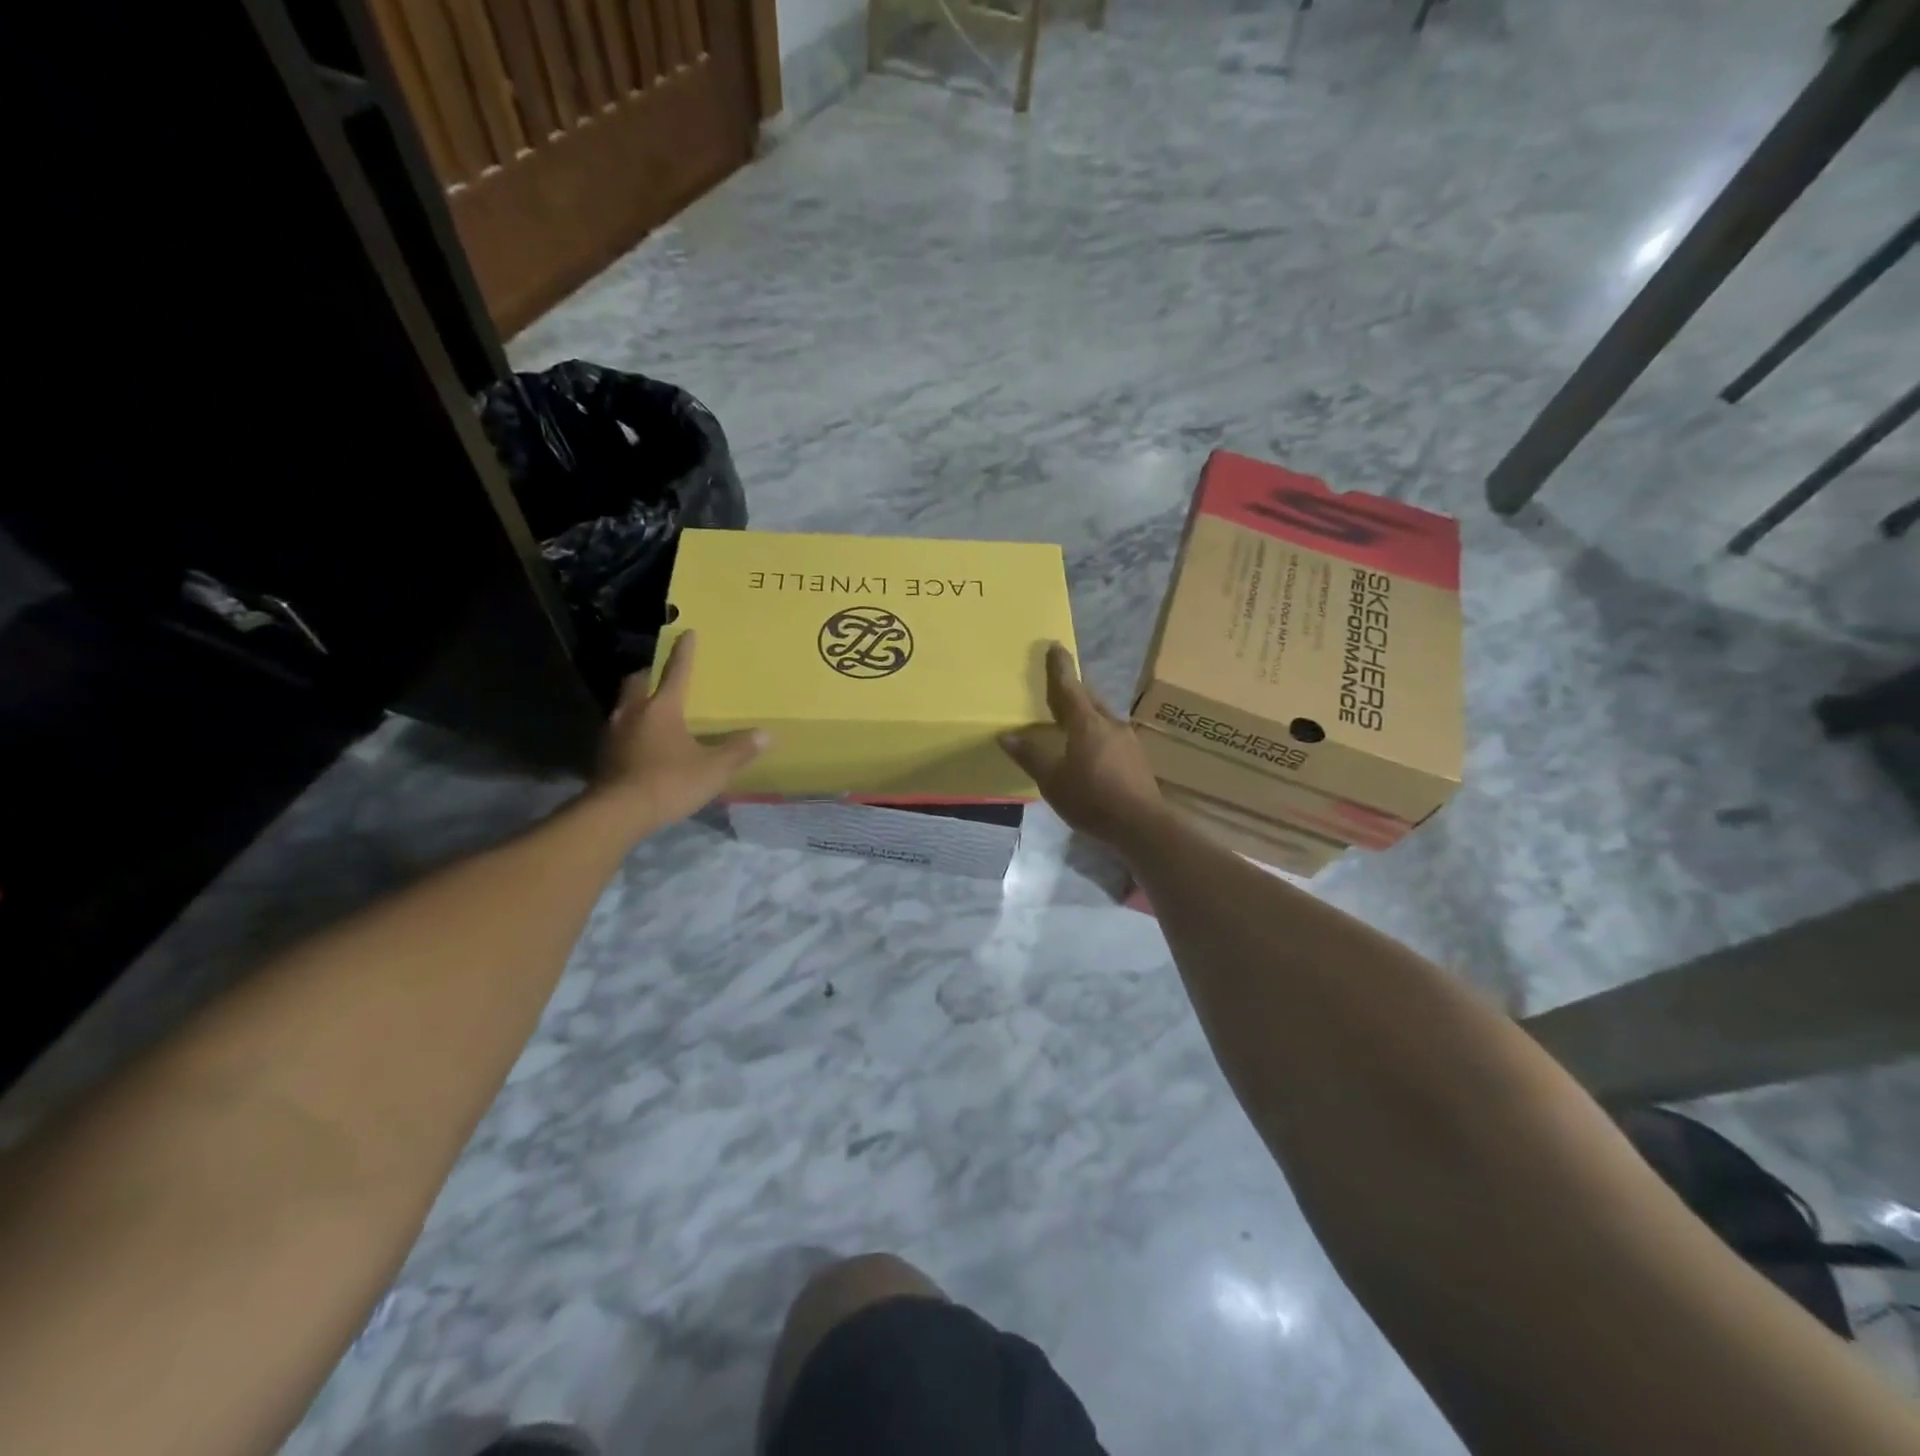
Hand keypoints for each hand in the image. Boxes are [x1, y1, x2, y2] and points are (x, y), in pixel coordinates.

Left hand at [592, 631, 767, 828]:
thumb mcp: (713, 769)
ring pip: (624, 705)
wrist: (617, 813)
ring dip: (636, 702)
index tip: (687, 633)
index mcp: (662, 708)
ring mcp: (613, 733)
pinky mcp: (603, 756)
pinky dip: (630, 729)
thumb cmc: (669, 782)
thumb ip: (738, 750)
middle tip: (659, 675)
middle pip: (638, 682)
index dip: (684, 652)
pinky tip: (639, 742)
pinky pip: (618, 731)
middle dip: (650, 674)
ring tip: (650, 709)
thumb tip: (766, 734)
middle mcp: (634, 712)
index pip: (676, 672)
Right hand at [1000, 643, 1166, 847]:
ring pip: (1102, 717)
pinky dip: (1096, 733)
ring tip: (1072, 720)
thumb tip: (1007, 736)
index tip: (1055, 646)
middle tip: (1060, 686)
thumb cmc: (1092, 798)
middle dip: (1074, 690)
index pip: (1069, 687)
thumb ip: (1031, 756)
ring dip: (1087, 713)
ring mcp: (1127, 740)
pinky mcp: (1136, 758)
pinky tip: (1091, 749)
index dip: (1060, 667)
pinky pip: (1110, 735)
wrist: (1141, 824)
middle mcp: (1109, 723)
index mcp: (1086, 723)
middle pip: (1089, 699)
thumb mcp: (1052, 781)